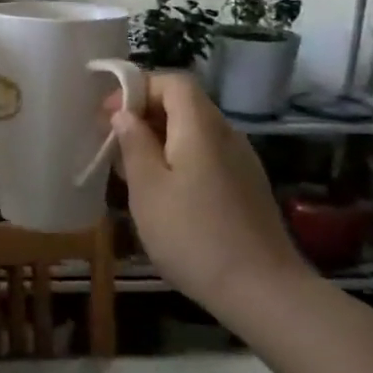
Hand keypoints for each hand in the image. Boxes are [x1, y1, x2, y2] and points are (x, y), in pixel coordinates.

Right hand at [107, 72, 306, 318]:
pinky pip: (207, 155)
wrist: (262, 291)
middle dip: (145, 113)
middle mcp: (226, 134)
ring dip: (160, 138)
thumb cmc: (193, 236)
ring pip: (195, 131)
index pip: (173, 82)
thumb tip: (124, 114)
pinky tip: (164, 192)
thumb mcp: (148, 189)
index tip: (109, 114)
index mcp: (201, 128)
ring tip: (131, 169)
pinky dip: (179, 158)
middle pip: (185, 104)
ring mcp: (241, 161)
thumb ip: (134, 144)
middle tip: (113, 142)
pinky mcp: (246, 186)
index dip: (138, 88)